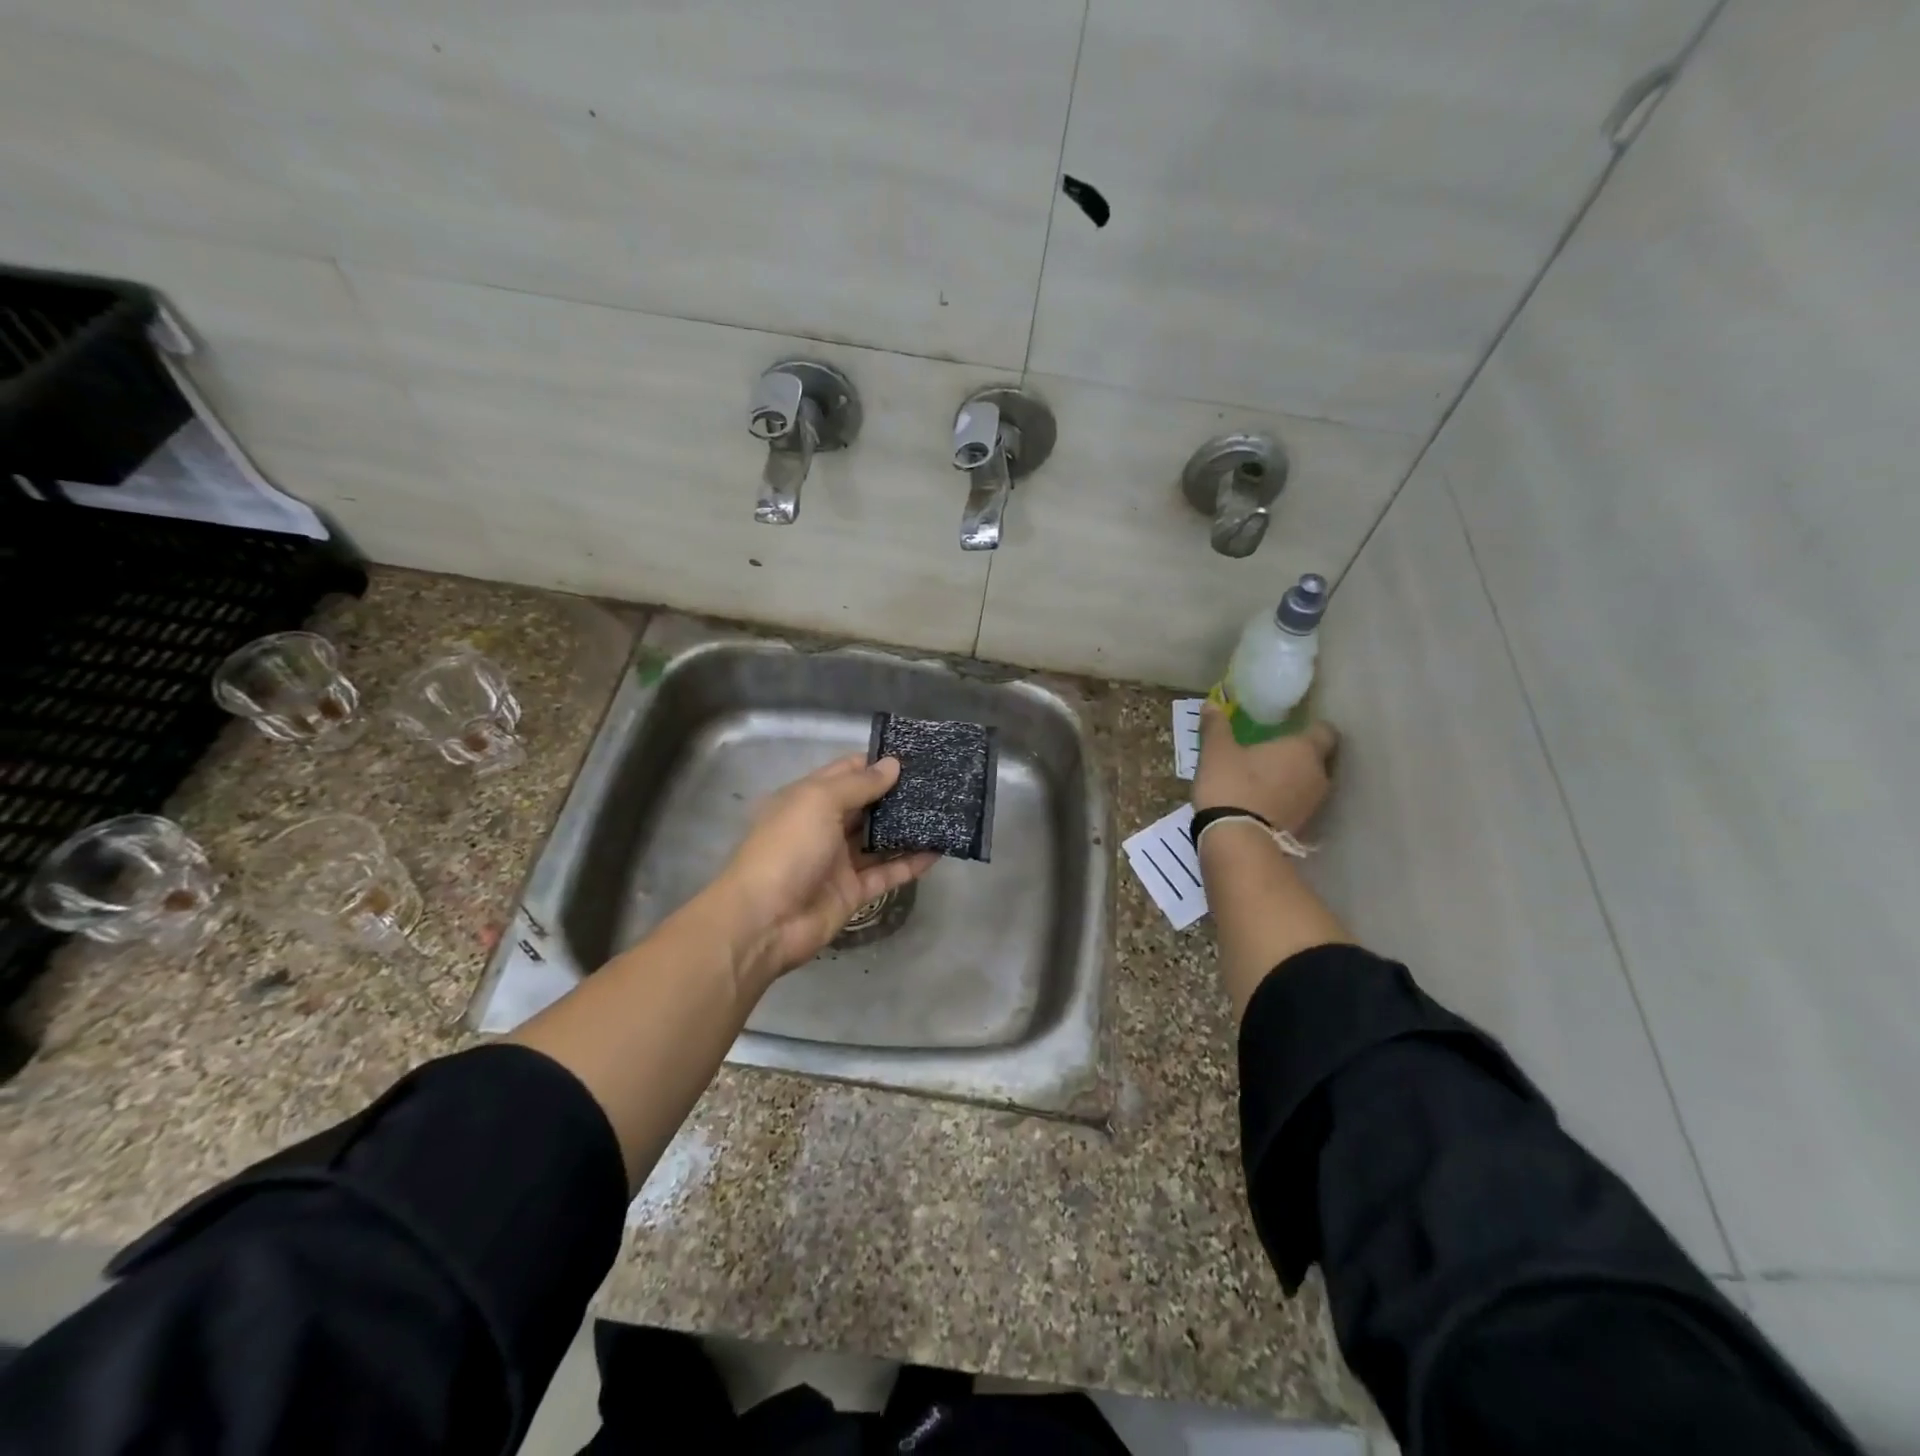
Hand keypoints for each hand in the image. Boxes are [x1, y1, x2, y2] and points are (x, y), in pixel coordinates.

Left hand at [717, 754, 938, 981]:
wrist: (764, 920)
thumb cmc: (788, 848)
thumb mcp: (819, 801)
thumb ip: (860, 784)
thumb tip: (893, 764)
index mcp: (808, 799)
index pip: (847, 772)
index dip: (877, 763)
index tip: (915, 757)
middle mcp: (824, 827)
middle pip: (866, 806)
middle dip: (898, 795)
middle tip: (939, 784)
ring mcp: (839, 861)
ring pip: (879, 840)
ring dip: (908, 828)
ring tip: (944, 813)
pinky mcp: (853, 892)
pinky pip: (887, 873)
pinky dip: (911, 863)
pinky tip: (938, 851)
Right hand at [1192, 701, 1338, 831]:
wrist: (1237, 840)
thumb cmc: (1232, 785)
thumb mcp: (1216, 751)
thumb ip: (1216, 726)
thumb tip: (1211, 704)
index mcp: (1304, 750)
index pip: (1324, 731)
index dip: (1311, 728)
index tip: (1290, 728)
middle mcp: (1318, 775)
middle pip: (1318, 759)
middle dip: (1299, 756)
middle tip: (1272, 753)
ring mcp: (1313, 804)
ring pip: (1309, 784)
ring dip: (1292, 780)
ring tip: (1264, 779)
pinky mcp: (1303, 827)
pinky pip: (1298, 805)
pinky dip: (1285, 802)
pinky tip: (1262, 802)